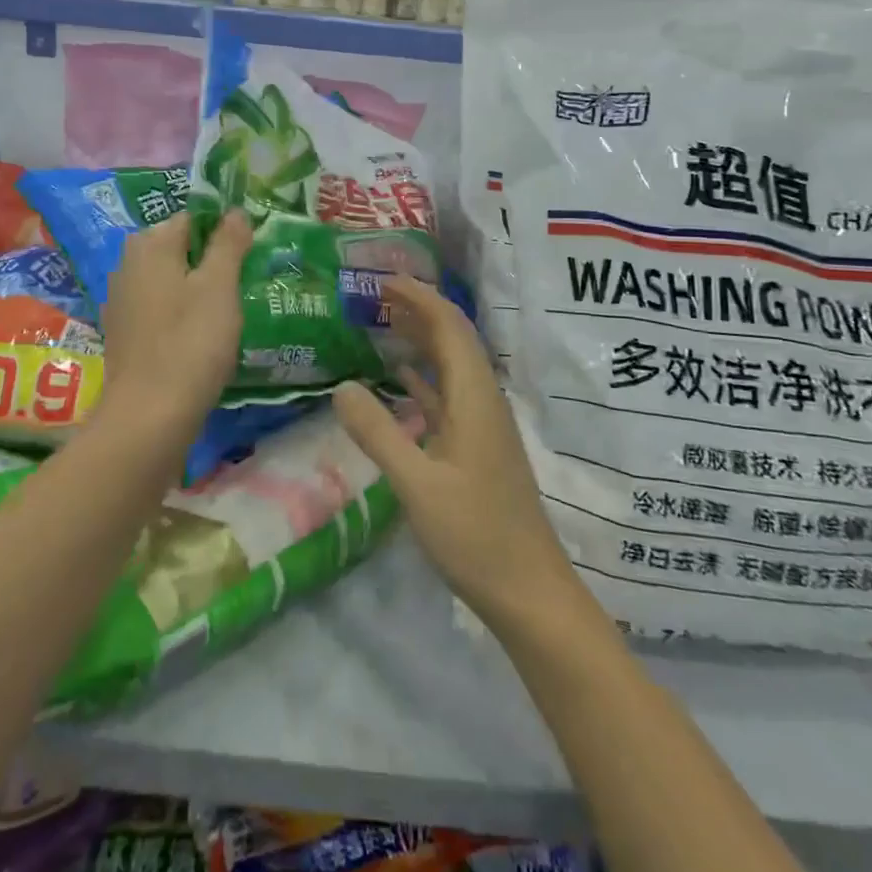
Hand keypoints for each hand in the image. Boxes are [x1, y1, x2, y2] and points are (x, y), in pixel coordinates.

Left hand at [99, 210, 251, 427]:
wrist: (149, 415)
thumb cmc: (190, 342)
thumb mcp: (219, 286)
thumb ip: (228, 243)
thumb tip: (234, 211)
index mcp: (150, 245)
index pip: (193, 218)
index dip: (224, 232)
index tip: (249, 255)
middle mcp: (128, 264)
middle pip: (178, 248)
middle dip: (210, 261)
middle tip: (243, 284)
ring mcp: (121, 300)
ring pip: (169, 280)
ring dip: (196, 289)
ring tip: (228, 311)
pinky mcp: (124, 333)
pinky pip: (159, 309)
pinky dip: (179, 314)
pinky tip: (200, 336)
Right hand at [334, 275, 581, 632]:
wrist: (529, 591)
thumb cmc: (475, 536)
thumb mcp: (417, 485)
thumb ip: (378, 433)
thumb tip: (342, 386)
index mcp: (475, 398)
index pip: (450, 327)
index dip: (420, 298)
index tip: (385, 280)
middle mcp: (483, 400)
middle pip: (454, 339)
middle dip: (419, 310)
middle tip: (376, 294)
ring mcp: (482, 424)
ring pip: (451, 366)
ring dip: (422, 339)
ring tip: (383, 322)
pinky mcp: (477, 447)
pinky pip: (448, 395)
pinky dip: (424, 377)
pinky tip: (401, 379)